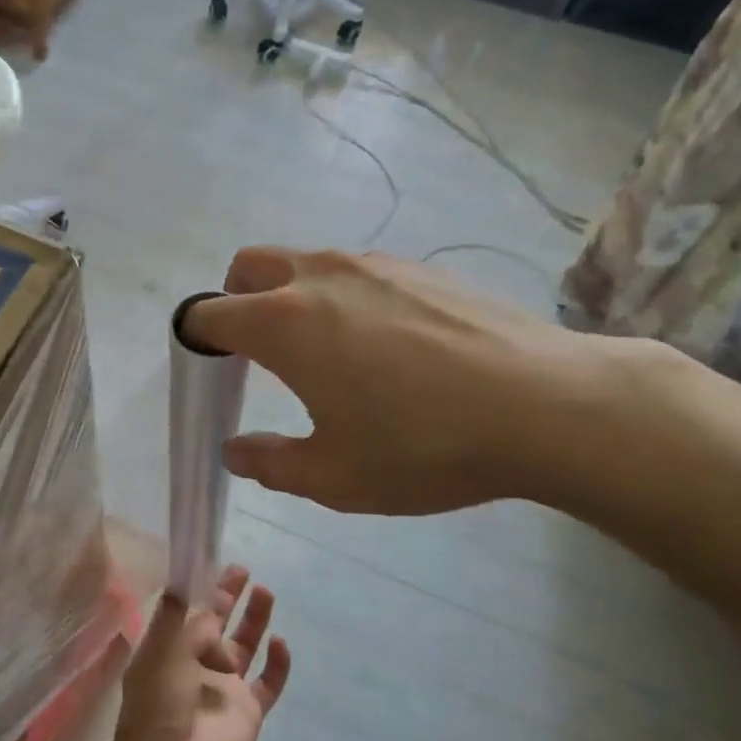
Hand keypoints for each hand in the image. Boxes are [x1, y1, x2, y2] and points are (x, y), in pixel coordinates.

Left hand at [109, 566, 290, 740]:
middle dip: (230, 598)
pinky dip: (277, 663)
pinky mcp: (249, 711)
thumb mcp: (162, 650)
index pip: (191, 613)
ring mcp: (225, 689)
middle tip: (244, 571)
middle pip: (220, 624)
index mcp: (171, 650)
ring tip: (266, 592)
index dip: (204, 590)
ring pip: (246, 646)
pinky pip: (269, 682)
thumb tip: (191, 585)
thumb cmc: (159, 702)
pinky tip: (280, 642)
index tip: (216, 565)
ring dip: (255, 620)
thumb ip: (181, 617)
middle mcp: (198, 665)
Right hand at [185, 247, 639, 515]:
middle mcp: (317, 276)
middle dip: (234, 301)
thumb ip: (270, 463)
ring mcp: (371, 263)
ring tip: (327, 352)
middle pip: (247, 267)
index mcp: (283, 323)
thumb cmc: (423, 446)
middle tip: (257, 353)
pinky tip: (386, 345)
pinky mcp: (417, 266)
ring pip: (303, 263)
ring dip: (290, 296)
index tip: (210, 371)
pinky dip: (341, 296)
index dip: (196, 340)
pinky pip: (355, 271)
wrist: (544, 406)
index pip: (208, 314)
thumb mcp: (335, 477)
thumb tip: (235, 451)